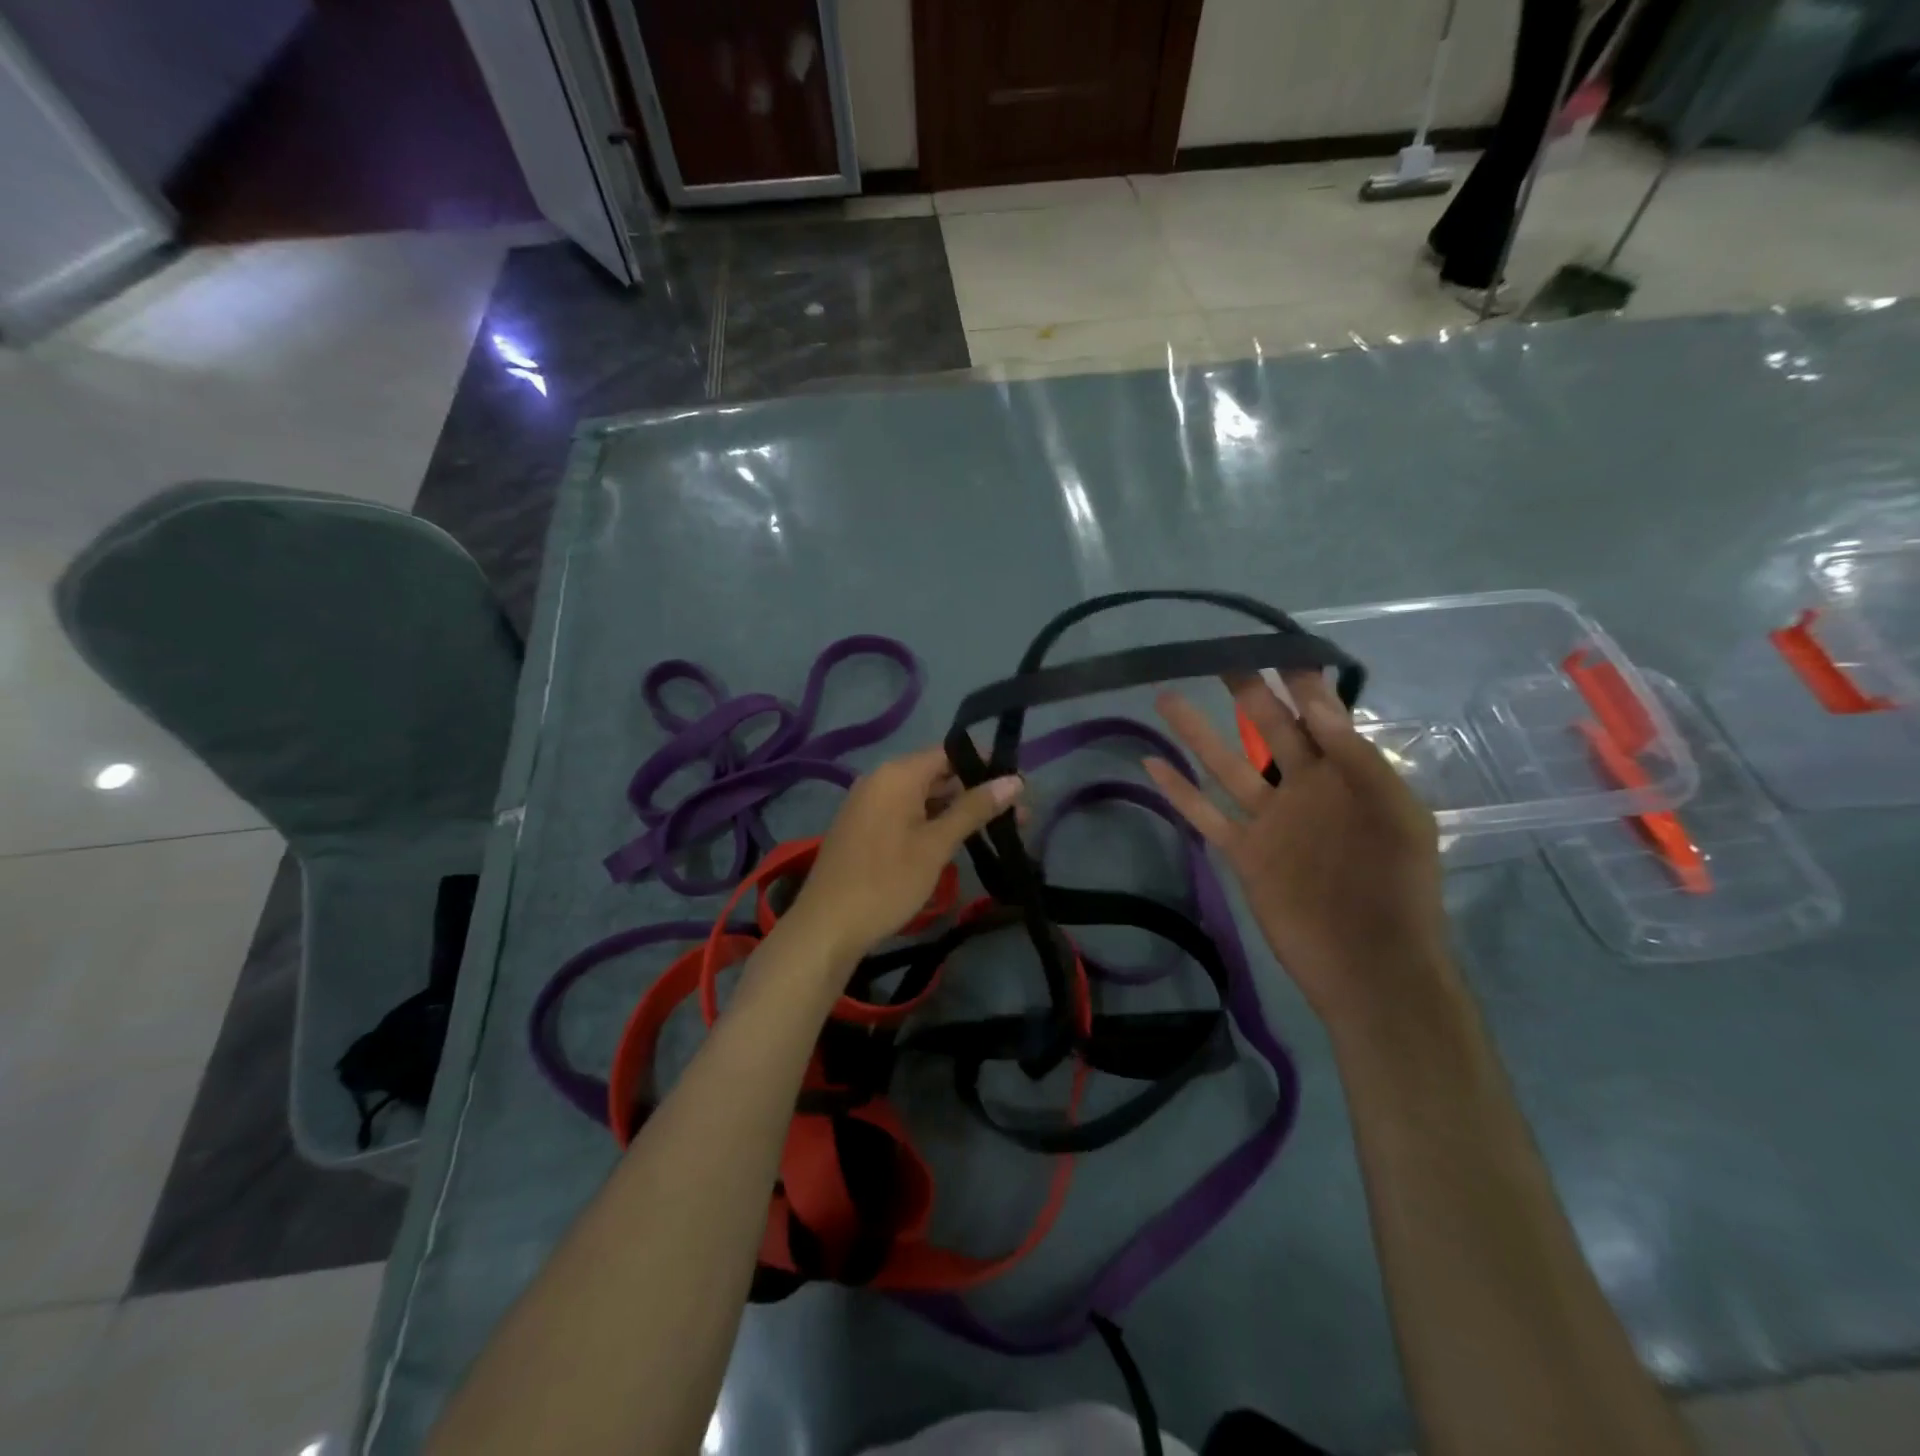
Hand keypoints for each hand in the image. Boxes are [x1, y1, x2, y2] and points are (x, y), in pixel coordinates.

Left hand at [782, 745, 1023, 966]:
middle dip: (976, 790)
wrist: (827, 926)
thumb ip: (974, 809)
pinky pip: (906, 812)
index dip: (985, 763)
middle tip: (1017, 814)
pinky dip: (933, 821)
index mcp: (897, 774)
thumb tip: (1015, 780)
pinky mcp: (865, 827)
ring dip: (957, 809)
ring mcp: (869, 803)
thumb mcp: (936, 845)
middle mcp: (880, 779)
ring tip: (996, 830)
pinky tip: (956, 840)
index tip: (1018, 784)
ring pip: (923, 796)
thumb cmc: (886, 881)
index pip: (950, 751)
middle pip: (937, 773)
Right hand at [1143, 671, 1452, 1028]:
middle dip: (1248, 691)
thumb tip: (1315, 701)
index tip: (1274, 643)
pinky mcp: (1244, 851)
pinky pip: (1205, 814)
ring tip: (1167, 695)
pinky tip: (1151, 764)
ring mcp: (1269, 819)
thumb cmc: (1397, 885)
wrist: (1372, 964)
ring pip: (1226, 764)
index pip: (1319, 714)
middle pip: (1269, 729)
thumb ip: (1355, 757)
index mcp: (1346, 774)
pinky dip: (1178, 792)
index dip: (1299, 679)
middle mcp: (1303, 788)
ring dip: (1197, 732)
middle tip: (1220, 655)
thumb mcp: (1394, 812)